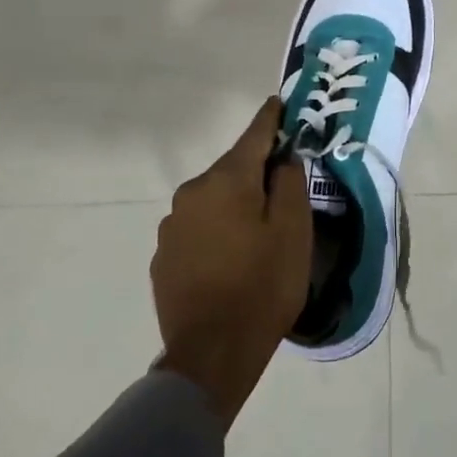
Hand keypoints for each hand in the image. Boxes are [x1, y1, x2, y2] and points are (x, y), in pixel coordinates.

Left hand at [151, 98, 312, 427]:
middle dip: (256, 172)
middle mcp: (192, 192)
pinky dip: (217, 230)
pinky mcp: (163, 256)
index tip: (278, 102)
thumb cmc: (263, 286)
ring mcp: (172, 225)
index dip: (270, 119)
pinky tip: (231, 257)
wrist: (211, 354)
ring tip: (257, 232)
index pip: (253, 135)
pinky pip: (198, 228)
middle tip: (282, 188)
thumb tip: (282, 159)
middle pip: (232, 170)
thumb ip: (290, 183)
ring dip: (235, 204)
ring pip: (213, 200)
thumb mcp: (294, 231)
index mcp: (226, 180)